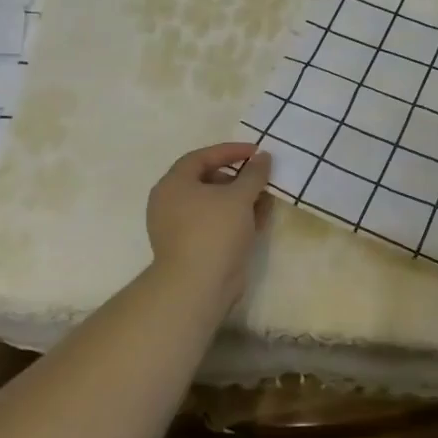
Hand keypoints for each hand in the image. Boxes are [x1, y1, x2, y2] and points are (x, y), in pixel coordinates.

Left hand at [145, 143, 273, 301]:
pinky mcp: (193, 247)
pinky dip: (237, 217)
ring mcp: (181, 227)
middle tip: (261, 176)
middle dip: (239, 177)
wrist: (198, 286)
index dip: (230, 151)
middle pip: (208, 180)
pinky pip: (216, 223)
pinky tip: (260, 218)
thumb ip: (254, 173)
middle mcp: (171, 203)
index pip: (202, 157)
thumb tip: (263, 157)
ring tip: (266, 197)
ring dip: (241, 198)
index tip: (256, 151)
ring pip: (215, 204)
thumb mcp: (239, 196)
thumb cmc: (214, 231)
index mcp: (174, 185)